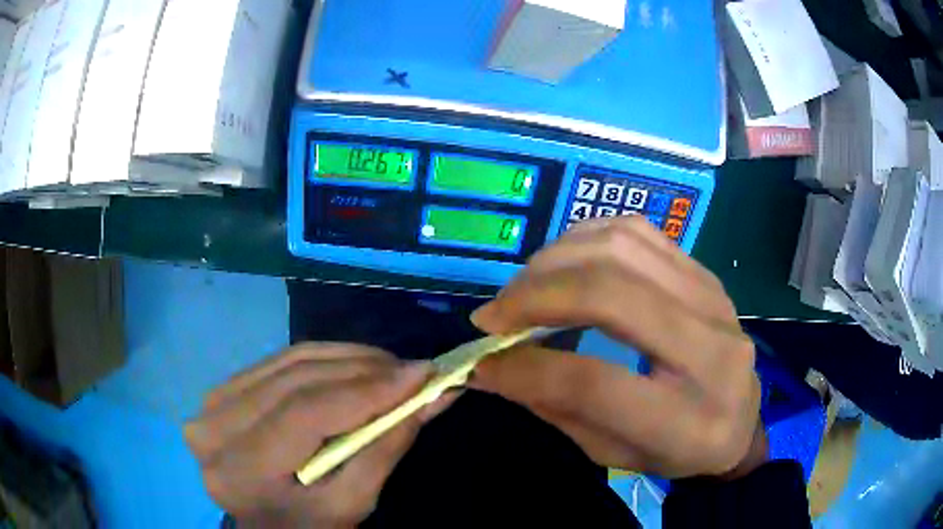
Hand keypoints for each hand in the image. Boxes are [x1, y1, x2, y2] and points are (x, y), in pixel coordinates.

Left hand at [185, 344, 454, 527]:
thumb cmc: (308, 528)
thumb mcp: (351, 505)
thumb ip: (384, 450)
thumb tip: (430, 397)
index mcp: (241, 469)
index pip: (305, 413)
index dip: (366, 389)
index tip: (423, 373)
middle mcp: (214, 426)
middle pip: (296, 381)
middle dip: (363, 369)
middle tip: (414, 368)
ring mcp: (211, 403)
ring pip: (288, 362)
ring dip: (346, 358)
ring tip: (390, 365)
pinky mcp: (222, 390)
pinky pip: (278, 363)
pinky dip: (322, 359)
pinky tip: (354, 364)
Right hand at [470, 216, 763, 478]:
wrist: (740, 419)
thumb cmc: (676, 451)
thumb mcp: (613, 454)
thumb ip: (556, 409)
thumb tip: (492, 367)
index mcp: (687, 422)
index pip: (594, 384)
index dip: (525, 370)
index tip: (482, 363)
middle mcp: (711, 350)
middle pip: (611, 295)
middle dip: (535, 296)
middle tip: (494, 315)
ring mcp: (714, 300)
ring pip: (622, 247)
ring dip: (556, 259)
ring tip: (525, 287)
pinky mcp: (706, 273)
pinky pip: (639, 232)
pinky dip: (587, 238)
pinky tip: (565, 261)